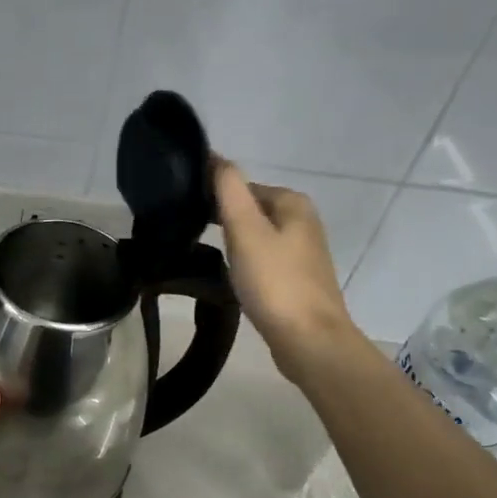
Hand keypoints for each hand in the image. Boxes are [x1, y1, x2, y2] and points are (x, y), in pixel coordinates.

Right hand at [213, 158, 359, 384]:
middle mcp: (303, 221)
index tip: (187, 212)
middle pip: (252, 210)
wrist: (309, 341)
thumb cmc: (275, 283)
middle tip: (192, 234)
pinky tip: (234, 277)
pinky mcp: (298, 279)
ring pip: (258, 235)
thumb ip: (229, 190)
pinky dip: (247, 262)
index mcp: (293, 203)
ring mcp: (304, 252)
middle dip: (225, 219)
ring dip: (235, 242)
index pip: (244, 186)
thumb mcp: (245, 230)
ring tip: (211, 256)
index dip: (215, 196)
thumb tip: (215, 157)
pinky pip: (265, 259)